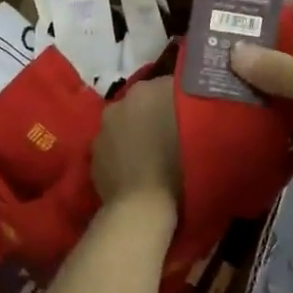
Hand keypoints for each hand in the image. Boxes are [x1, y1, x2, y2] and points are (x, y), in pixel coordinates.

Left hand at [93, 77, 182, 212]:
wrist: (141, 207)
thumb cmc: (178, 167)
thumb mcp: (199, 130)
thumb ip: (193, 108)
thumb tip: (190, 102)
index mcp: (147, 90)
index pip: (169, 86)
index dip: (181, 101)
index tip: (192, 117)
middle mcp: (120, 102)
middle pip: (143, 103)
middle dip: (156, 114)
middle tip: (175, 136)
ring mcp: (102, 129)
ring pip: (125, 124)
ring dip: (137, 133)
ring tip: (155, 156)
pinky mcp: (93, 155)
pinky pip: (113, 147)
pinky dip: (123, 154)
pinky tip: (137, 170)